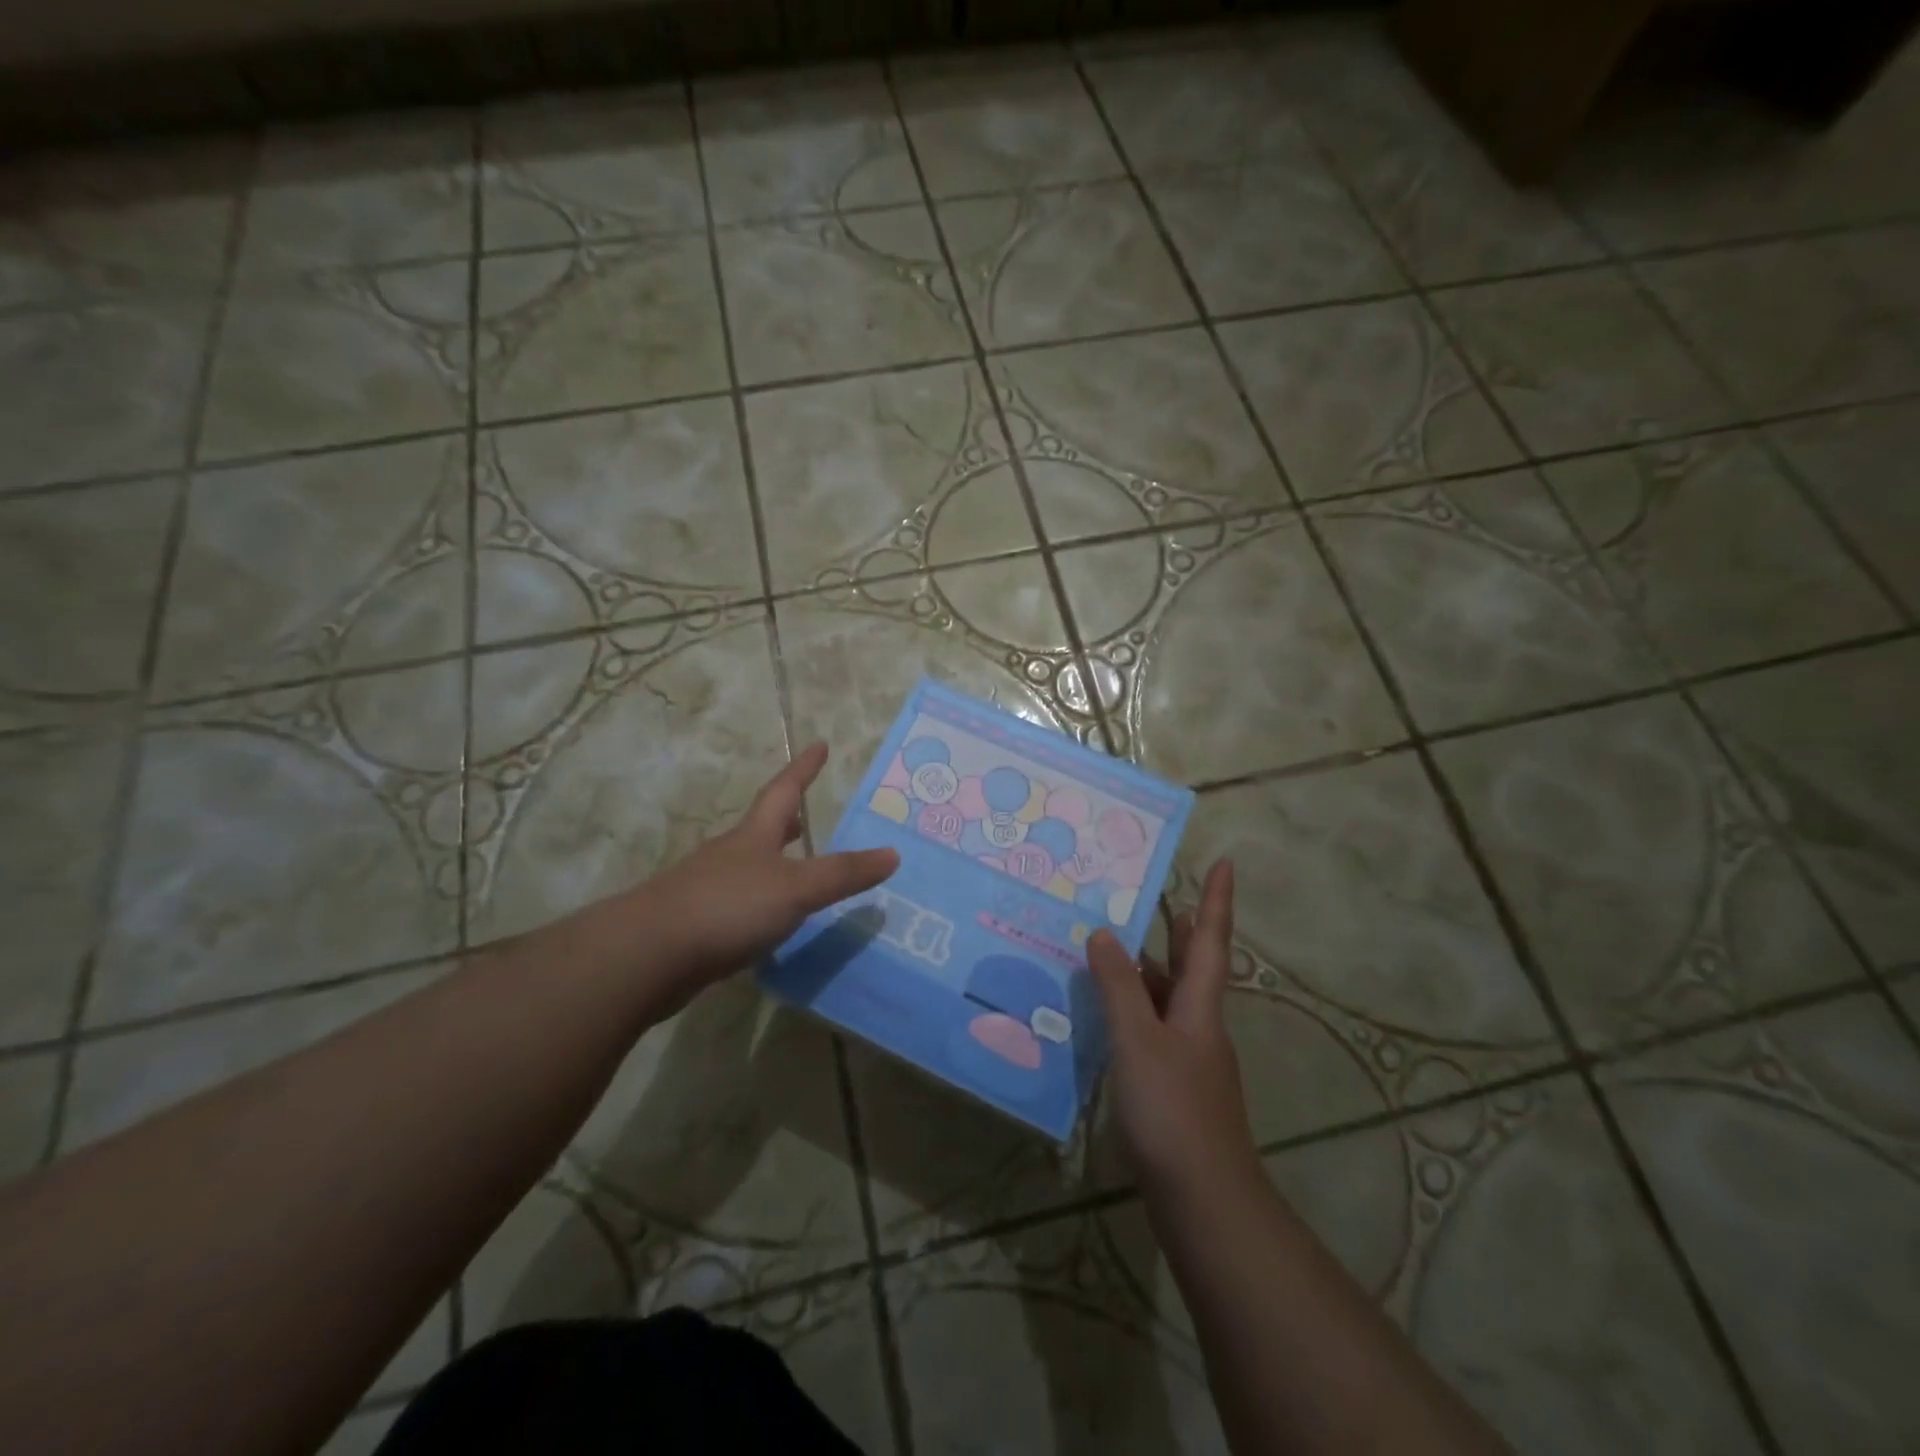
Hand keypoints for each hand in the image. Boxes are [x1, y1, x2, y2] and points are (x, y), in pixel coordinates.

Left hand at [631, 743, 898, 1015]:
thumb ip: (843, 873)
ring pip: (748, 868)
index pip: (783, 791)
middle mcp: (729, 855)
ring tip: (796, 872)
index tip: (818, 744)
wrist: (649, 954)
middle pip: (761, 828)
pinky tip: (768, 925)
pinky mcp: (696, 925)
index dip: (803, 768)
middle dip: (785, 820)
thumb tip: (893, 854)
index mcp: (754, 837)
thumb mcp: (796, 888)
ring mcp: (707, 889)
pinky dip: (758, 905)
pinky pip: (736, 905)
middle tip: (806, 816)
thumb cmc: (728, 906)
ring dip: (772, 864)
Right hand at [1087, 859, 1258, 1196]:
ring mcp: (1188, 1059)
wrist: (1203, 1200)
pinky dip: (1132, 1013)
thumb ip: (1118, 987)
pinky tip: (1103, 1018)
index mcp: (1200, 1006)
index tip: (1226, 862)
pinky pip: (1152, 1031)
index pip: (1210, 940)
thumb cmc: (1174, 1110)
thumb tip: (1103, 933)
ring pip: (1168, 1000)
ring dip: (1147, 973)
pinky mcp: (1173, 1087)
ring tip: (1111, 950)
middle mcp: (1199, 1026)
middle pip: (1192, 968)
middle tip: (1160, 900)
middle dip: (1181, 933)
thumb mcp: (1139, 1040)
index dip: (1217, 900)